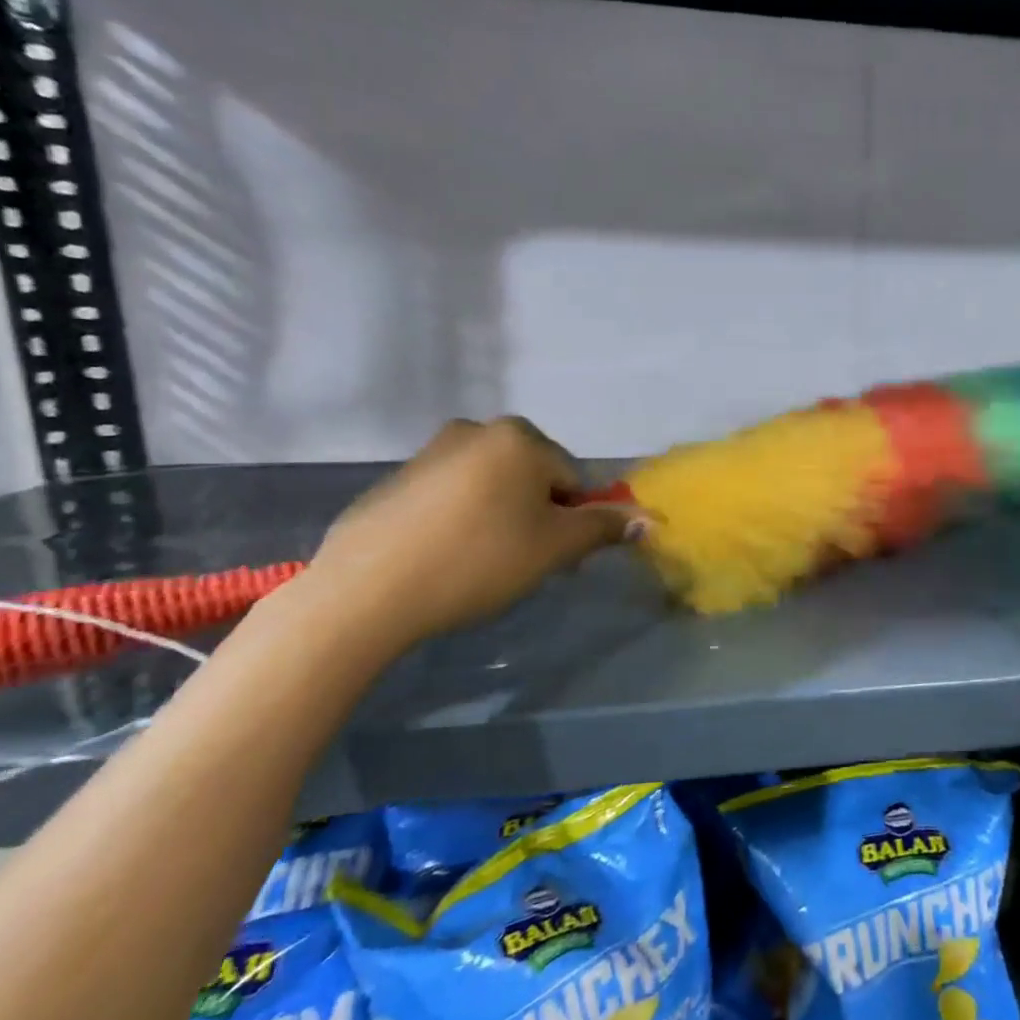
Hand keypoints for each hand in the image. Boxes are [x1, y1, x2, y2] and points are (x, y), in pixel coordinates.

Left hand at [305, 417, 641, 651]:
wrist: (367, 590)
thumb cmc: (479, 559)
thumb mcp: (555, 547)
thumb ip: (605, 528)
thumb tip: (651, 520)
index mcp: (521, 438)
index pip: (575, 480)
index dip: (574, 521)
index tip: (557, 560)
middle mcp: (478, 429)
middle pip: (536, 477)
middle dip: (540, 516)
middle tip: (523, 562)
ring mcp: (432, 451)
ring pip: (495, 485)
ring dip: (505, 517)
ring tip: (483, 563)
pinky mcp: (398, 478)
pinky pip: (455, 494)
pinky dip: (464, 519)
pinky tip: (448, 556)